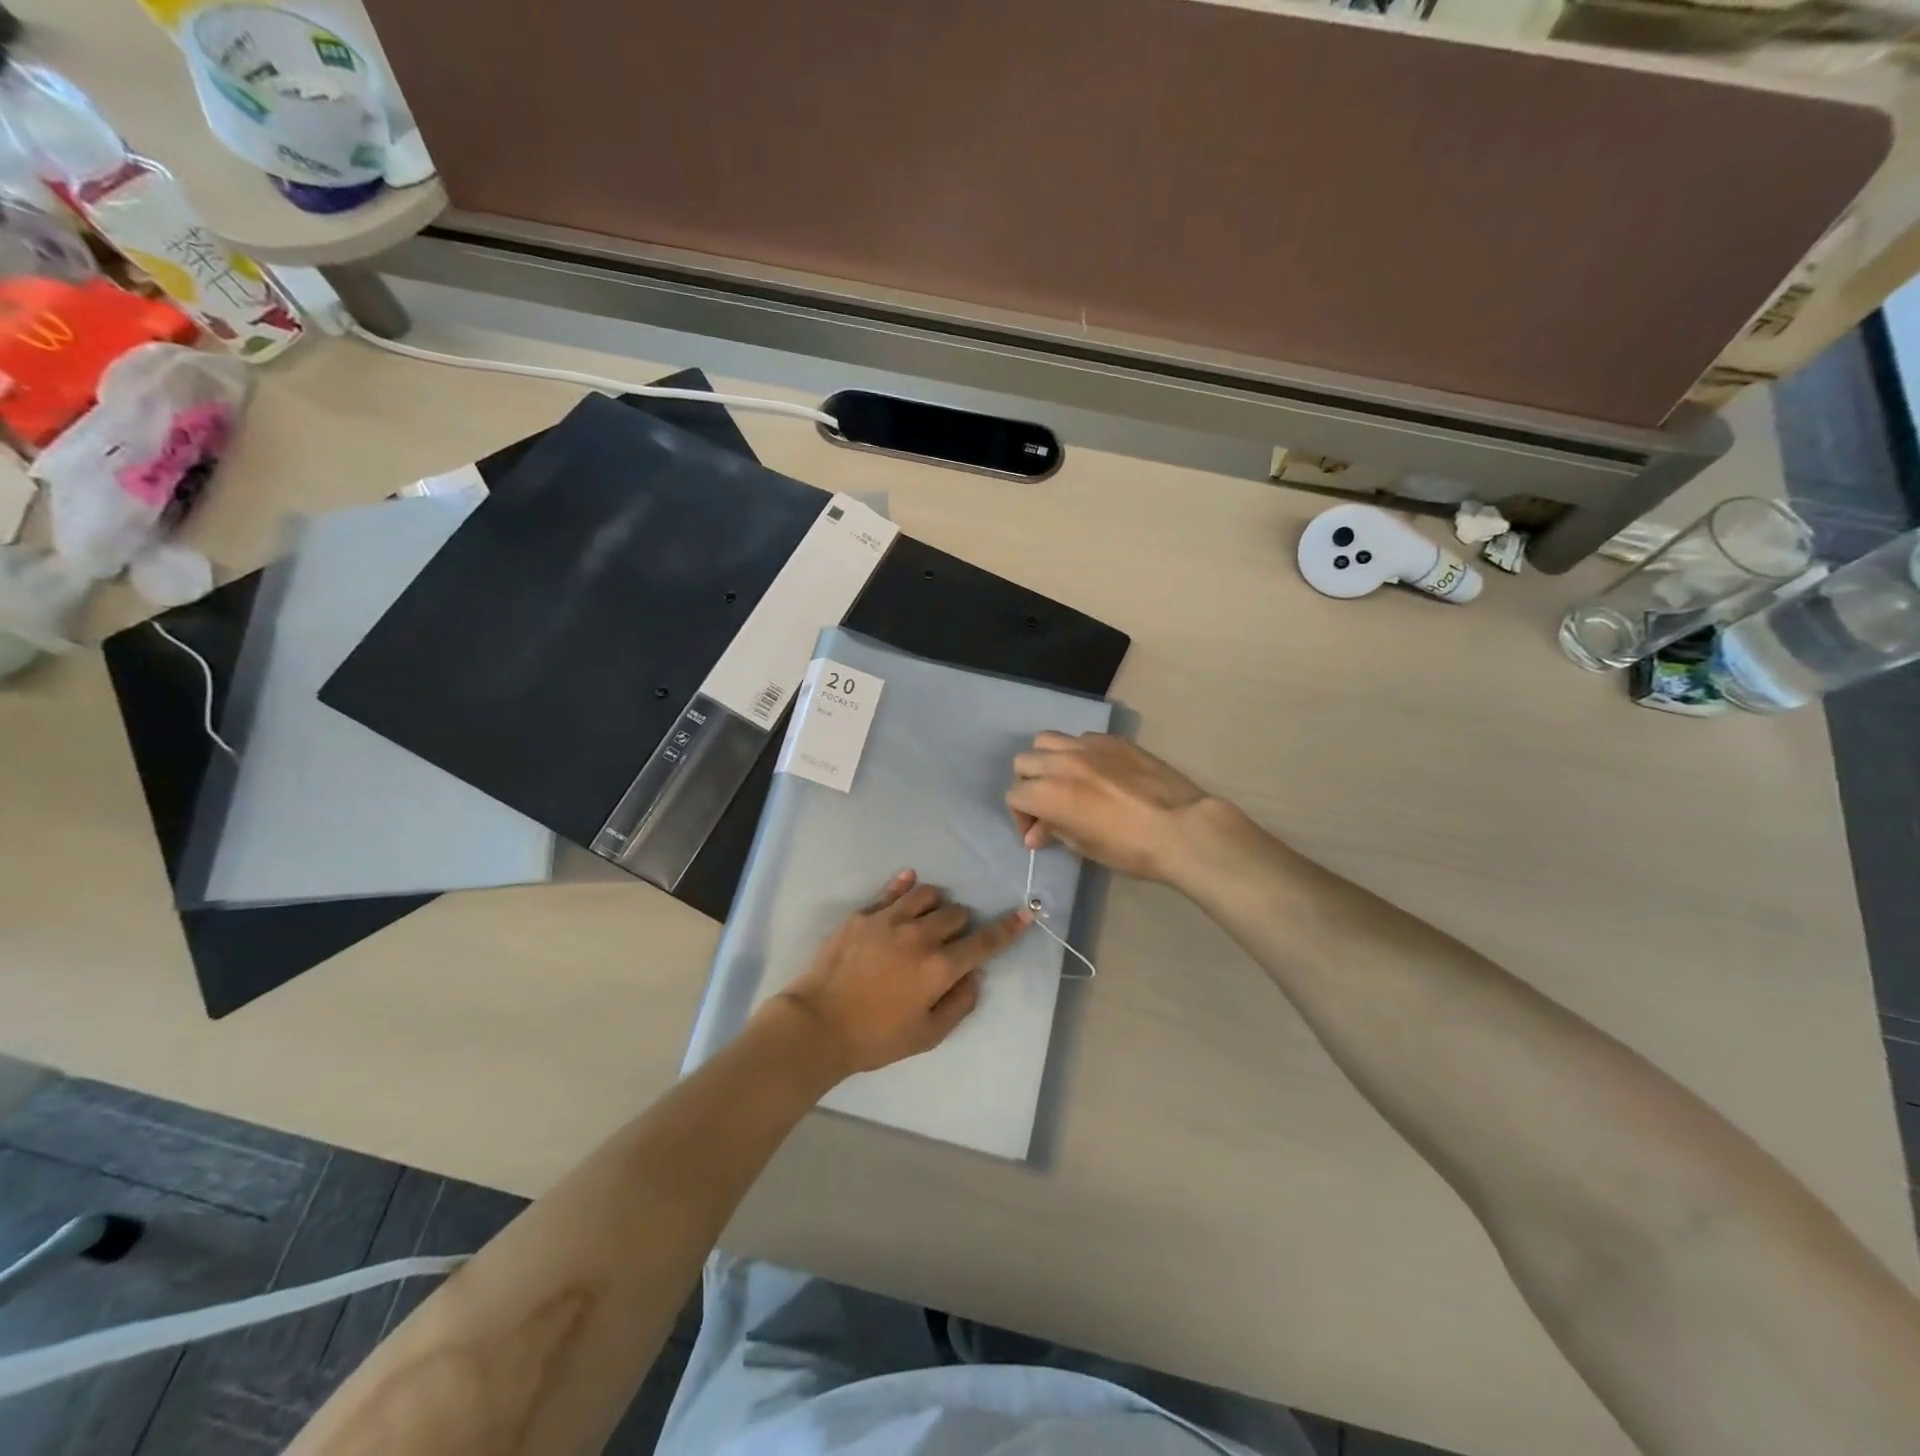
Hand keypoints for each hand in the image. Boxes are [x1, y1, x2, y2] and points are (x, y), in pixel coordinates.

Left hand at [772, 871, 1031, 1077]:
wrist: (818, 1025)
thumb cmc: (875, 1038)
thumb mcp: (927, 1036)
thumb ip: (959, 1004)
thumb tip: (976, 975)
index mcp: (940, 967)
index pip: (985, 941)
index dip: (1008, 928)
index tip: (1025, 913)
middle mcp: (920, 936)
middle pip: (956, 914)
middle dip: (961, 925)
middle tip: (948, 942)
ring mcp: (890, 920)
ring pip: (928, 894)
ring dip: (936, 905)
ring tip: (926, 919)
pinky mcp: (864, 914)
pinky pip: (893, 890)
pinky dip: (906, 886)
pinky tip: (909, 884)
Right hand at [1007, 733, 1228, 884]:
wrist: (1182, 828)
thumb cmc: (1130, 848)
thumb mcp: (1084, 847)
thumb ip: (1054, 831)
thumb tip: (1037, 833)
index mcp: (1048, 792)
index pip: (1015, 795)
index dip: (1021, 817)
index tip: (1037, 833)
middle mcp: (1061, 762)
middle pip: (1024, 762)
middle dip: (1029, 785)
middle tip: (1047, 806)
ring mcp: (1087, 746)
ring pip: (1047, 741)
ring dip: (1047, 761)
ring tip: (1065, 780)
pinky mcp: (1113, 740)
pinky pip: (1081, 739)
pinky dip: (1077, 754)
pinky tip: (1096, 772)